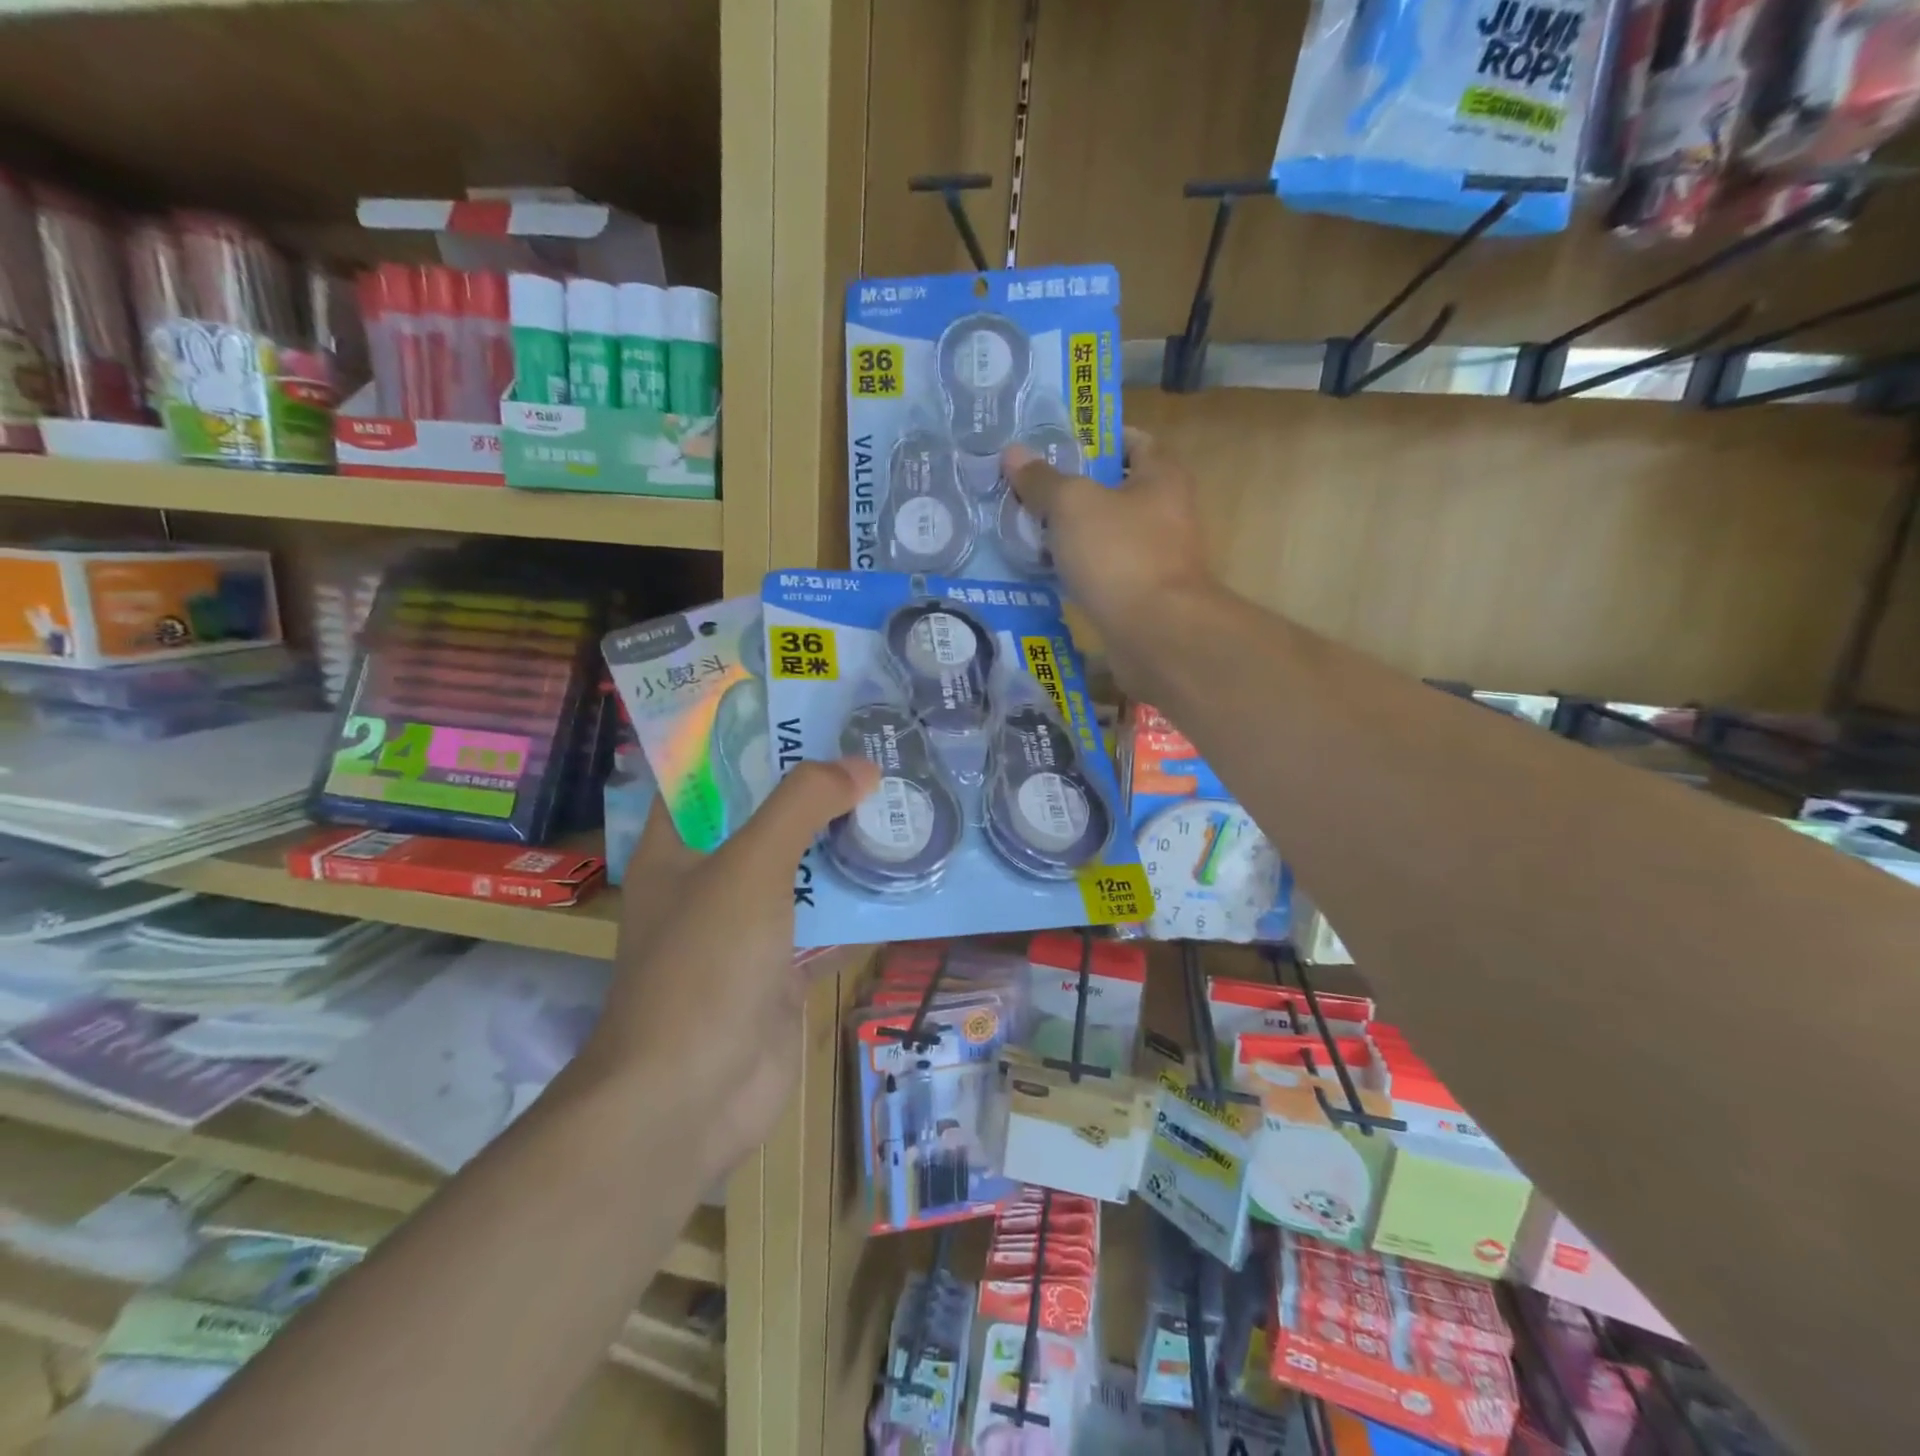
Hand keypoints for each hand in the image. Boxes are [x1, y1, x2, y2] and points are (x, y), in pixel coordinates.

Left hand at [585, 759, 878, 1174]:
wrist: (693, 1097)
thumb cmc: (704, 965)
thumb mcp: (750, 867)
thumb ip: (802, 806)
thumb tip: (861, 765)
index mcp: (678, 844)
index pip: (709, 770)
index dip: (750, 733)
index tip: (805, 704)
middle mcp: (709, 878)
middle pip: (766, 815)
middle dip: (815, 785)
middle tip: (874, 743)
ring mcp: (749, 925)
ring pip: (802, 867)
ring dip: (843, 840)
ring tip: (899, 793)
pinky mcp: (783, 965)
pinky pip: (825, 918)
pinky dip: (858, 898)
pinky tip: (903, 870)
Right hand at [1002, 428, 1216, 693]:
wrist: (1156, 634)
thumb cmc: (1120, 554)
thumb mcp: (1072, 505)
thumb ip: (1042, 480)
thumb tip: (1013, 453)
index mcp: (1161, 477)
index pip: (1131, 441)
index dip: (1093, 439)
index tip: (1053, 444)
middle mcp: (1166, 513)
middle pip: (1113, 490)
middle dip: (1071, 489)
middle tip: (1026, 489)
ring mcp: (1155, 557)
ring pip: (1104, 534)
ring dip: (1069, 533)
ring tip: (1024, 529)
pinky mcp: (1140, 595)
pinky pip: (1102, 571)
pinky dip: (1076, 569)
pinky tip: (1044, 571)